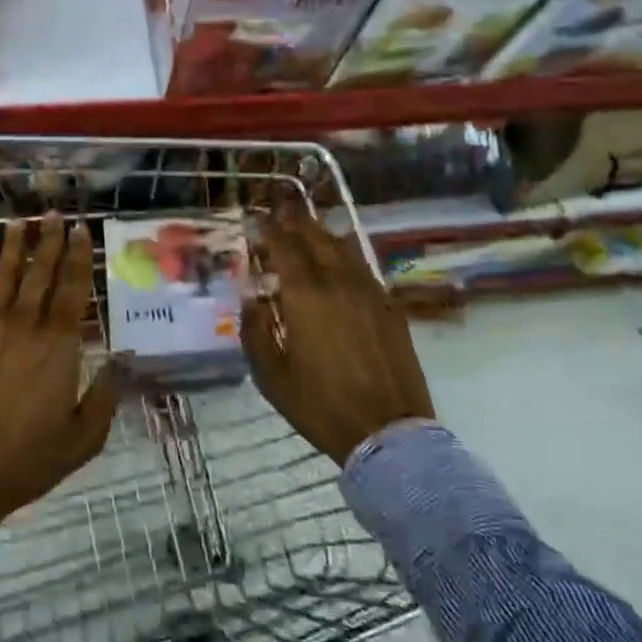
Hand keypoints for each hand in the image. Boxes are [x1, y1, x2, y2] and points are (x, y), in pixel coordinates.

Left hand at [0, 213, 117, 522]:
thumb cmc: (30, 458)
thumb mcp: (84, 437)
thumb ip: (106, 394)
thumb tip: (124, 358)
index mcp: (59, 345)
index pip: (72, 289)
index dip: (78, 256)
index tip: (81, 230)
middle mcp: (25, 327)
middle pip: (39, 273)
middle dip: (48, 241)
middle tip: (52, 214)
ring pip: (3, 278)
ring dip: (12, 248)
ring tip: (18, 222)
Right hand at [242, 197, 433, 464]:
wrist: (388, 433)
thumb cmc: (320, 406)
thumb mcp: (270, 375)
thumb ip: (255, 329)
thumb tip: (252, 297)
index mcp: (305, 296)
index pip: (283, 247)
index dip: (267, 229)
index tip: (253, 218)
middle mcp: (338, 283)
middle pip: (315, 238)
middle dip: (295, 220)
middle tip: (279, 208)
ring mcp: (369, 292)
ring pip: (342, 247)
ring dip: (321, 231)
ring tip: (308, 224)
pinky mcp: (390, 307)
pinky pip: (363, 266)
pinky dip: (346, 252)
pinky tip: (341, 254)